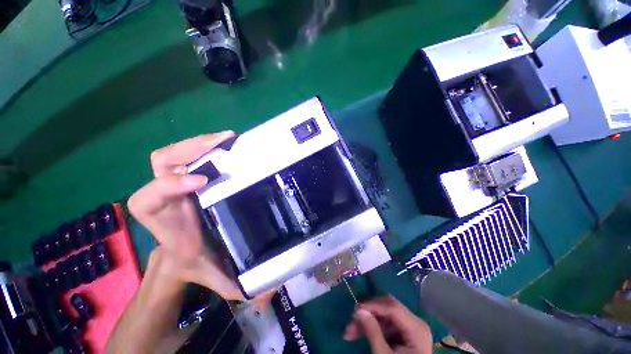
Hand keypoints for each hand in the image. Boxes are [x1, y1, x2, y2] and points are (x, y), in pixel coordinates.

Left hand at [128, 131, 244, 300]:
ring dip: (198, 143)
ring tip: (226, 139)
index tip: (204, 182)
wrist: (183, 256)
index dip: (170, 186)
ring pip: (171, 154)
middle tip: (224, 142)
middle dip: (190, 149)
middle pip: (162, 162)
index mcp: (164, 222)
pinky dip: (202, 146)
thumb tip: (269, 291)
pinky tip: (224, 145)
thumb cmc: (198, 263)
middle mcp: (164, 197)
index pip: (148, 198)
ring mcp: (173, 183)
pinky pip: (185, 155)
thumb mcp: (218, 277)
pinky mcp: (184, 177)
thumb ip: (239, 286)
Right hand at [344, 296, 431, 353]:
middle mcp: (417, 323)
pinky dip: (374, 327)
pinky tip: (361, 333)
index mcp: (417, 329)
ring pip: (384, 315)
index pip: (392, 307)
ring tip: (350, 333)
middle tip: (351, 322)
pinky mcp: (406, 333)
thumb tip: (359, 310)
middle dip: (368, 313)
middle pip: (388, 308)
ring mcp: (412, 327)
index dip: (372, 305)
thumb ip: (373, 332)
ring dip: (368, 321)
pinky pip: (387, 323)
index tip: (354, 310)